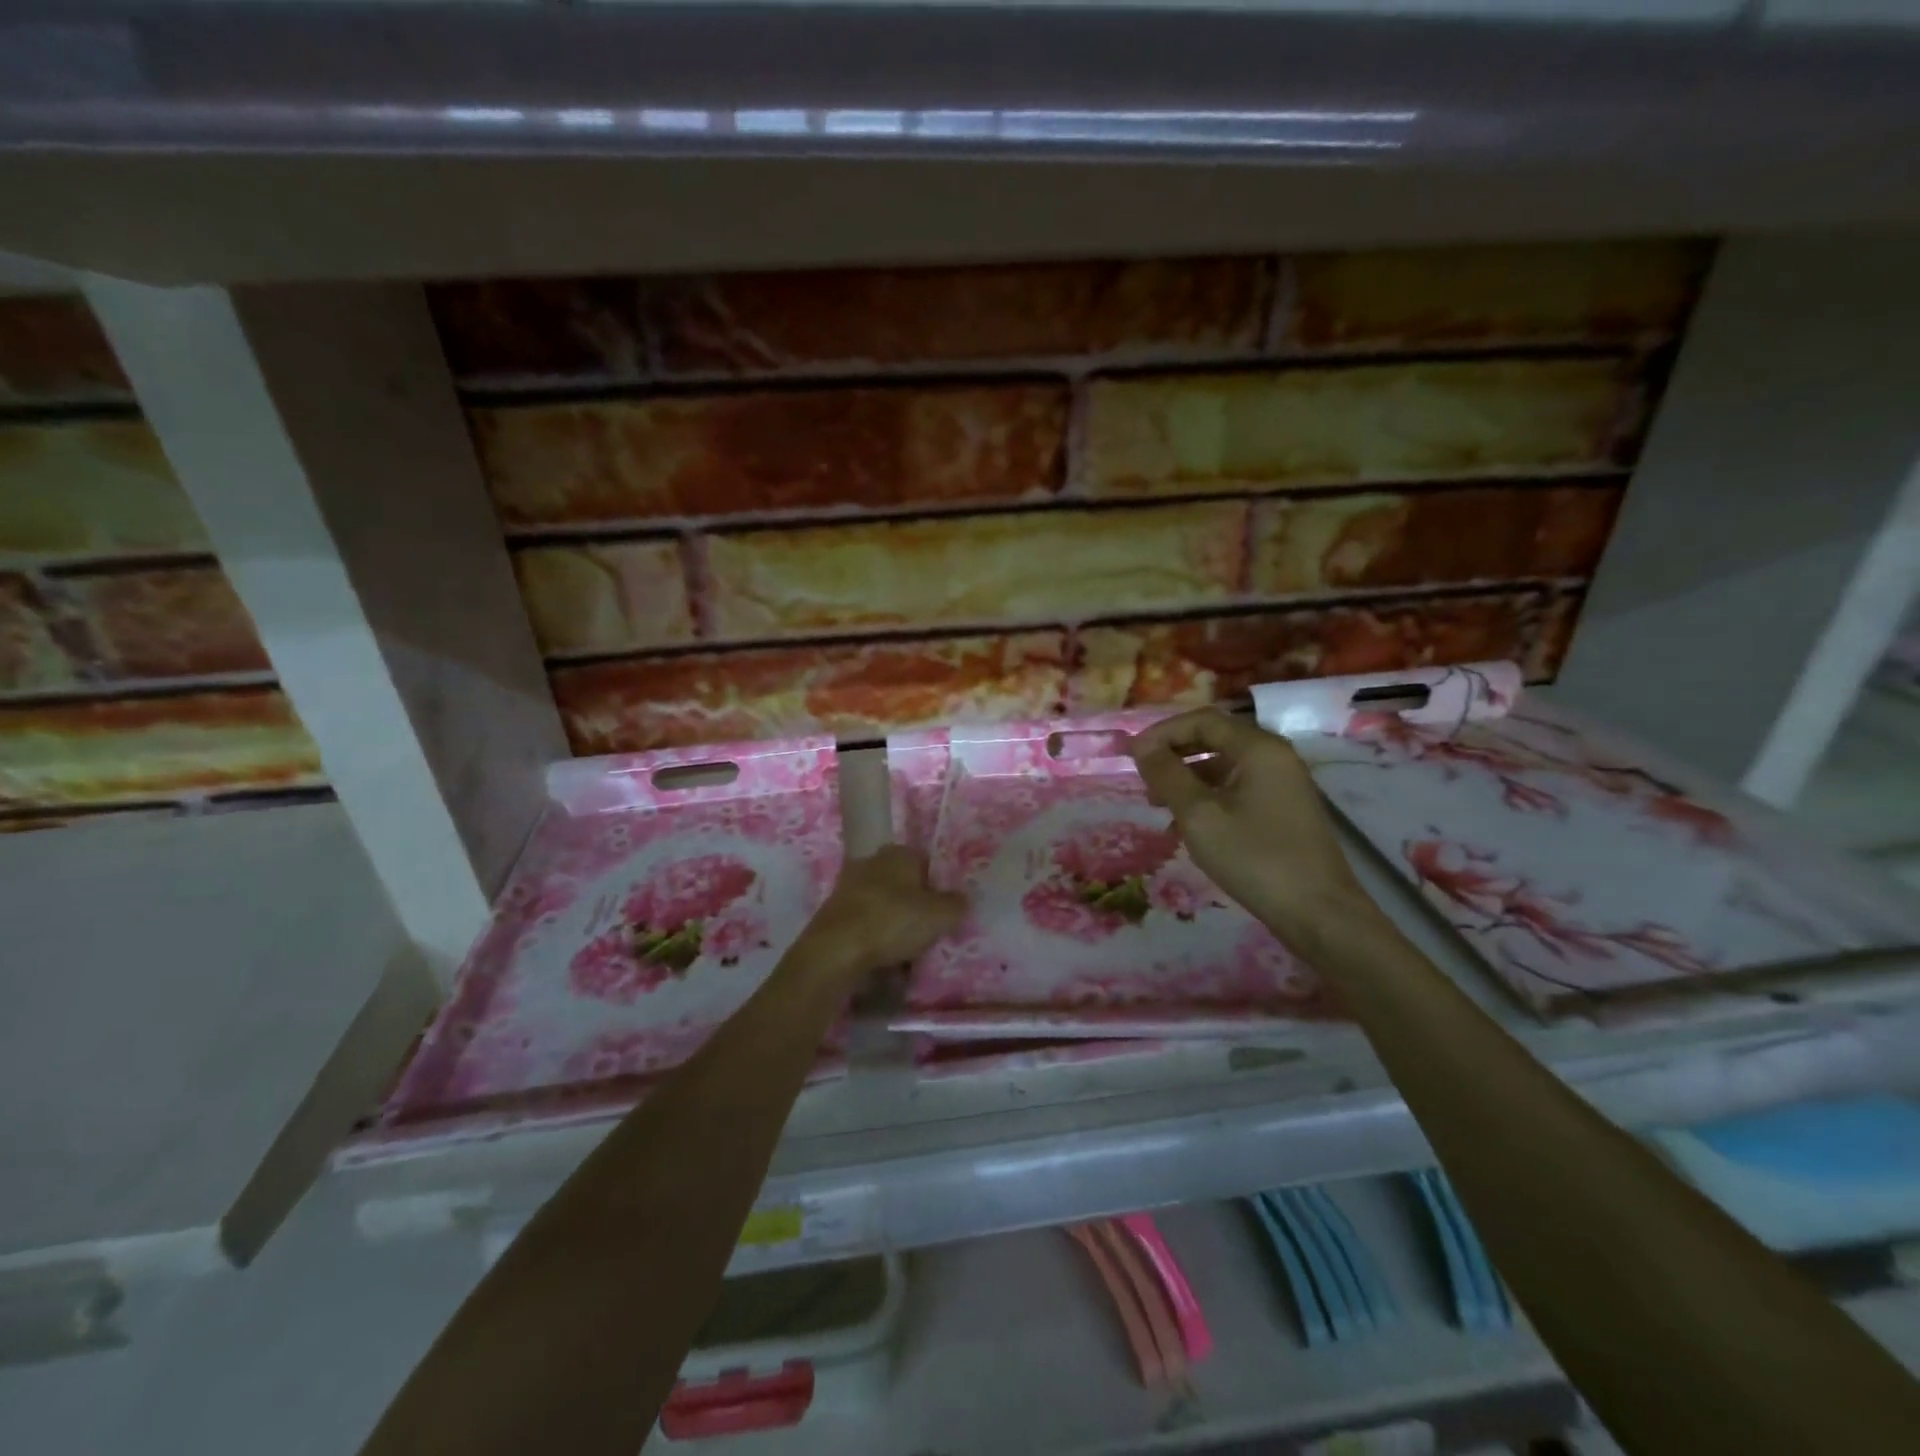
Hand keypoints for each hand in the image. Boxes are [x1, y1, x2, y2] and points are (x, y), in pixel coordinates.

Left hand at [798, 845, 966, 983]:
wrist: (836, 949)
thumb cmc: (893, 921)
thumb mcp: (940, 915)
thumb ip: (956, 905)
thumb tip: (962, 900)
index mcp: (899, 853)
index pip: (925, 863)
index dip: (937, 886)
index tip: (943, 911)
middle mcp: (871, 861)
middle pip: (902, 883)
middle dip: (913, 904)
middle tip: (926, 930)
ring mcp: (848, 885)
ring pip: (882, 903)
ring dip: (892, 921)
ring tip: (905, 949)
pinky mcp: (832, 910)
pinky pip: (863, 921)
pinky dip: (872, 934)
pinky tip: (881, 955)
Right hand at [1129, 708, 1375, 941]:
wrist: (1319, 914)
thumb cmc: (1255, 858)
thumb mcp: (1199, 816)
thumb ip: (1167, 776)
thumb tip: (1141, 746)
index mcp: (1259, 749)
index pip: (1203, 720)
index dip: (1163, 732)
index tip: (1132, 756)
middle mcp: (1275, 757)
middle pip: (1216, 738)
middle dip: (1174, 754)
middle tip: (1144, 779)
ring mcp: (1283, 783)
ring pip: (1225, 766)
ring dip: (1188, 778)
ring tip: (1159, 806)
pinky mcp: (1284, 809)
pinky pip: (1238, 788)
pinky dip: (1208, 797)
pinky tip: (1188, 825)